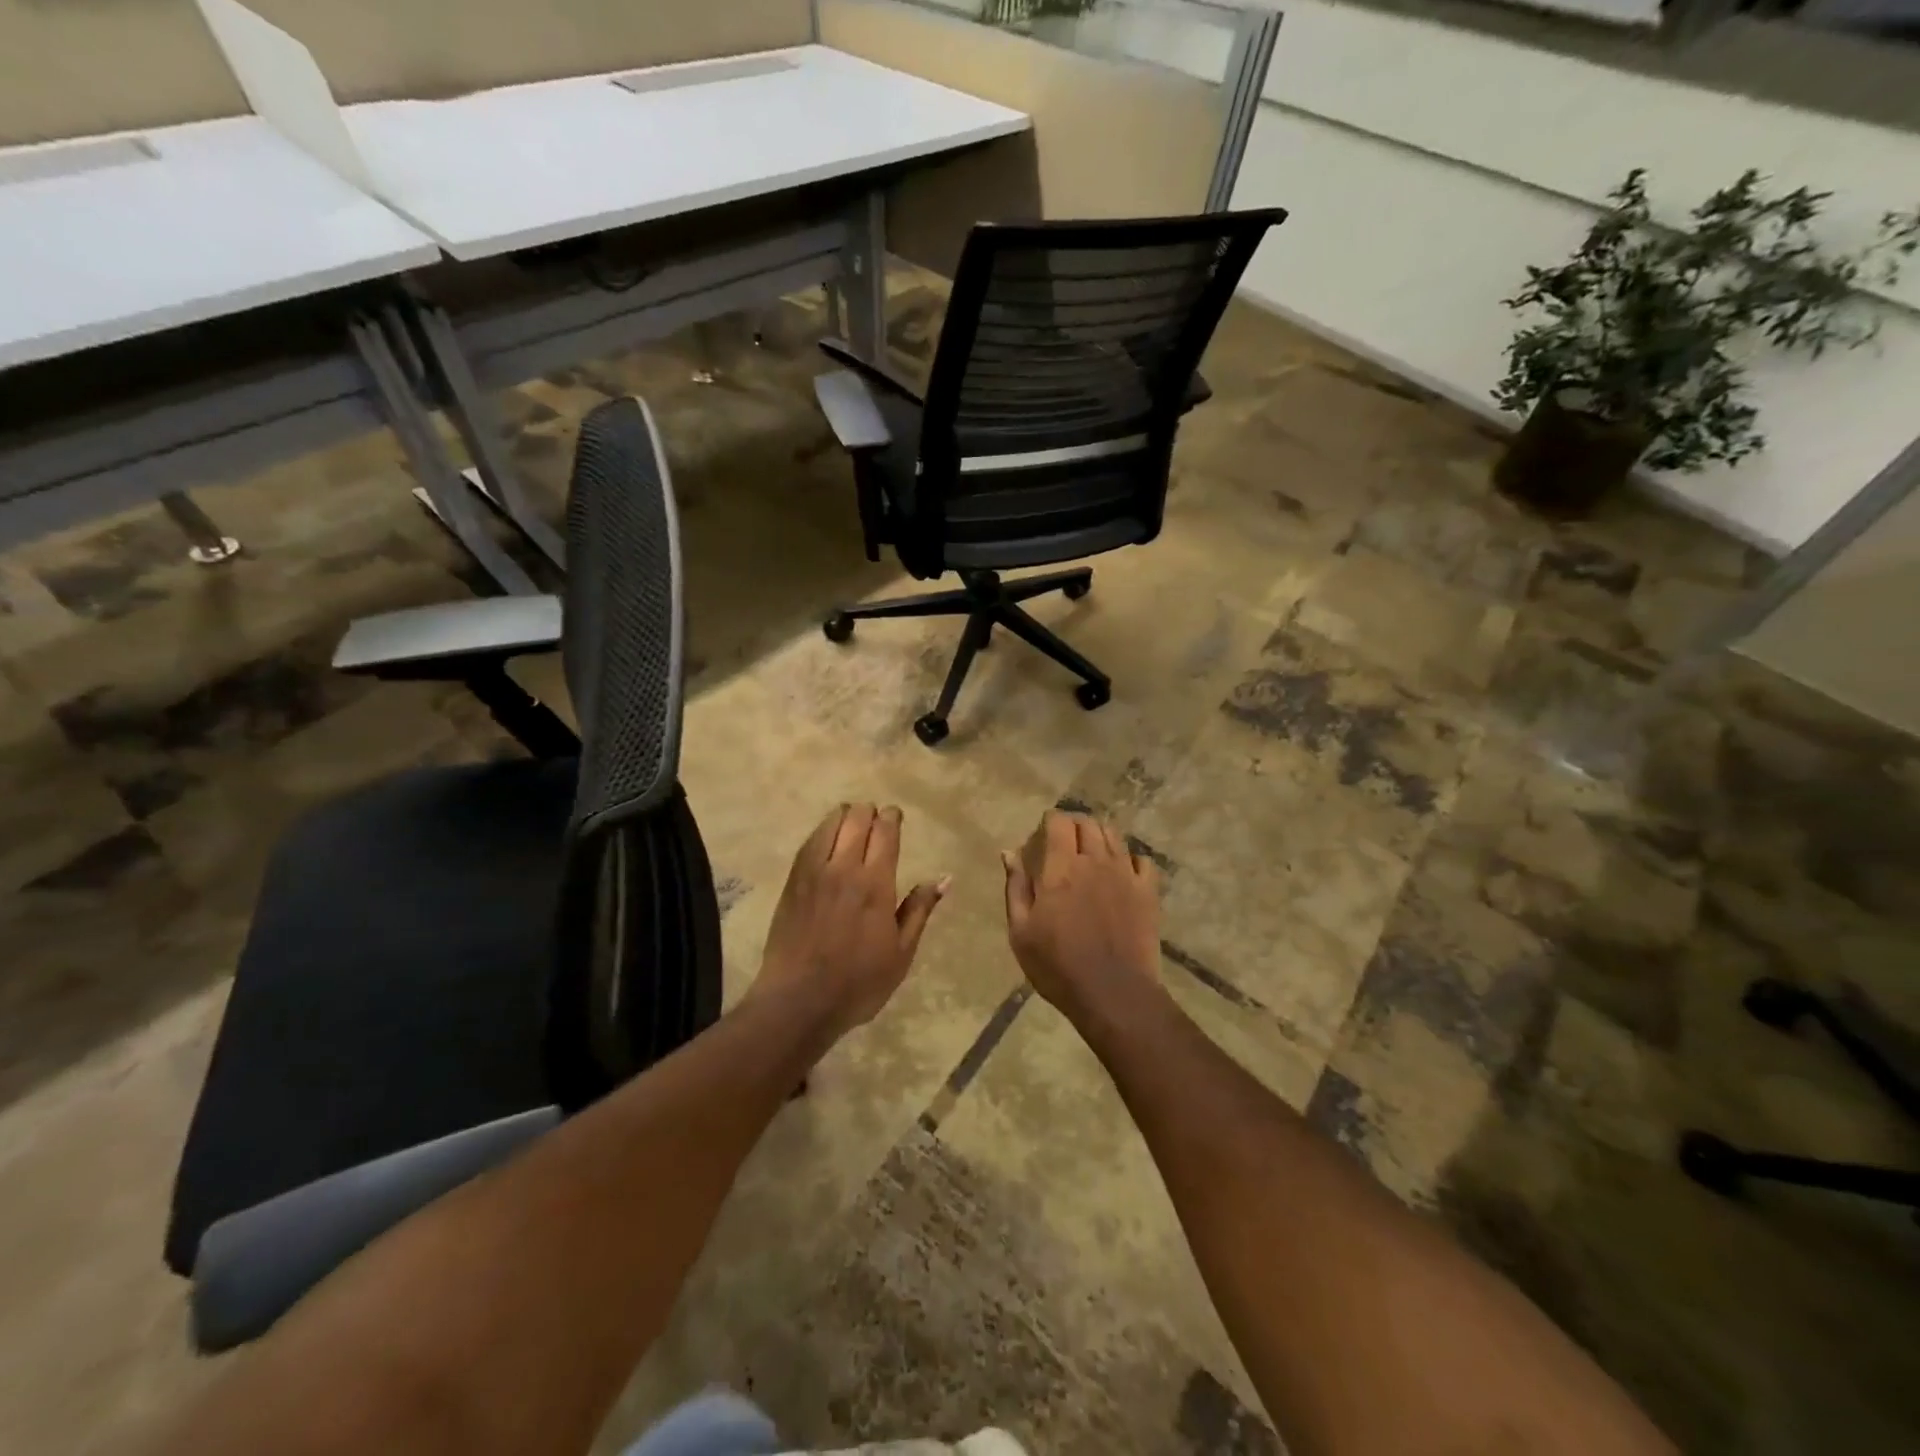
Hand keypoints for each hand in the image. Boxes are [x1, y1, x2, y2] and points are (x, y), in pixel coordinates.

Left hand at [753, 803, 947, 1043]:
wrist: (798, 1000)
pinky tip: (828, 839)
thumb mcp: (901, 953)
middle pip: (857, 818)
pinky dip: (823, 831)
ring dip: (845, 816)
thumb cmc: (858, 982)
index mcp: (875, 883)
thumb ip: (919, 909)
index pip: (885, 831)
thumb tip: (944, 878)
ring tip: (853, 824)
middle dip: (870, 812)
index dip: (892, 817)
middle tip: (877, 822)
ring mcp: (813, 872)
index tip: (897, 817)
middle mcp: (844, 868)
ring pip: (830, 823)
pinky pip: (809, 842)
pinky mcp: (793, 881)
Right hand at [1002, 810, 1162, 1027]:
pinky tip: (1123, 873)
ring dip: (1100, 837)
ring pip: (1115, 836)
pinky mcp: (1148, 892)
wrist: (1113, 994)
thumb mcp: (1021, 931)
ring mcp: (1126, 874)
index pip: (1059, 822)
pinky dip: (1130, 860)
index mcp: (1061, 867)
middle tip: (1065, 841)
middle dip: (1074, 825)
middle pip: (1088, 824)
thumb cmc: (1057, 965)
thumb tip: (1010, 852)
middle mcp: (1095, 861)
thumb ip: (1016, 887)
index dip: (1050, 821)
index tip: (1043, 833)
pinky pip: (1143, 861)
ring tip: (1092, 853)